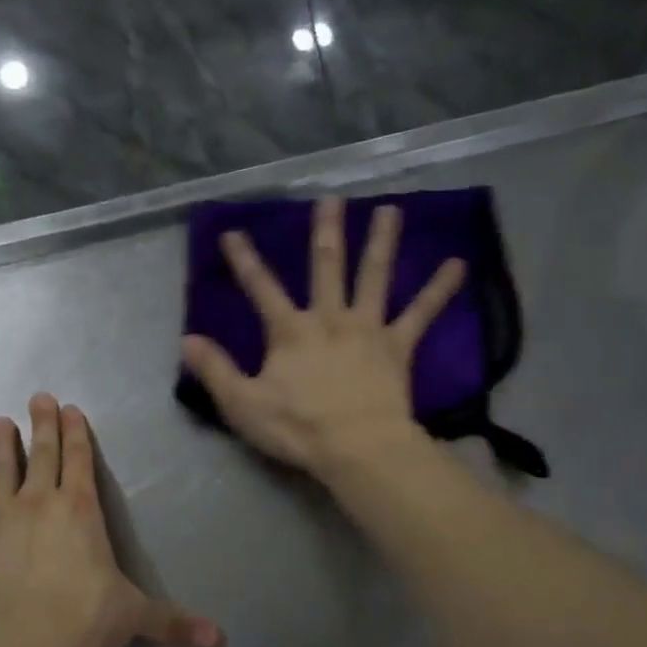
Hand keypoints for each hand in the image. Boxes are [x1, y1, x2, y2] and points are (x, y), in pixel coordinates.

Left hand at [0, 395, 223, 646]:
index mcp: (80, 510)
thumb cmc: (86, 618)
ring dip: (1, 447)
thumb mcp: (135, 615)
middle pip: (41, 455)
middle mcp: (38, 503)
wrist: (24, 642)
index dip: (76, 434)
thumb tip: (221, 640)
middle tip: (38, 397)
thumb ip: (173, 621)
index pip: (80, 461)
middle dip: (42, 424)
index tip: (69, 409)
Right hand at [181, 196, 463, 473]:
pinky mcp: (397, 347)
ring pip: (374, 277)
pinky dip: (439, 290)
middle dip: (325, 232)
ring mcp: (367, 329)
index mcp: (290, 331)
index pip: (261, 289)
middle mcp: (329, 318)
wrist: (356, 447)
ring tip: (391, 209)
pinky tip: (458, 264)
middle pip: (326, 267)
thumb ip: (216, 370)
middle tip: (330, 198)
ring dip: (381, 242)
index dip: (245, 260)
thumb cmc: (297, 428)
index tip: (233, 232)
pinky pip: (421, 313)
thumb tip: (188, 340)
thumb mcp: (243, 404)